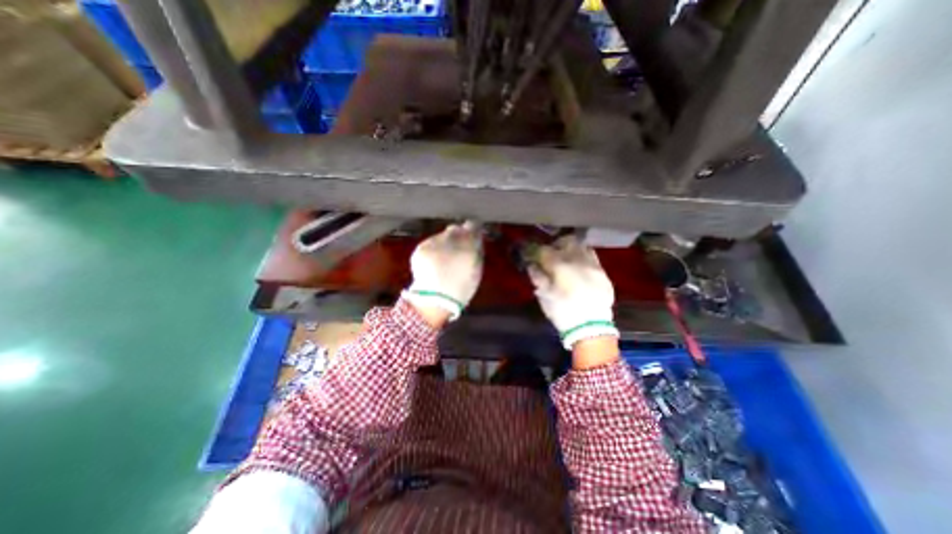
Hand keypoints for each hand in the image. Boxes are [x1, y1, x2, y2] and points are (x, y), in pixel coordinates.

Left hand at [401, 221, 484, 325]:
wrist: (434, 300)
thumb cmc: (461, 288)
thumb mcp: (476, 270)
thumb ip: (476, 250)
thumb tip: (476, 238)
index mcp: (469, 247)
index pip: (473, 226)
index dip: (473, 231)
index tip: (473, 236)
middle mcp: (451, 241)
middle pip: (456, 229)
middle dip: (458, 235)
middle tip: (458, 248)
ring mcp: (434, 243)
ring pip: (442, 235)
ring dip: (445, 242)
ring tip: (444, 259)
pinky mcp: (422, 247)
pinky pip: (431, 243)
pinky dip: (434, 249)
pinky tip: (434, 262)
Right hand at [524, 236, 622, 351]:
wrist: (591, 328)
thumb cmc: (563, 312)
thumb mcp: (544, 296)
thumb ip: (538, 277)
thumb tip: (532, 265)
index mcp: (560, 266)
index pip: (544, 250)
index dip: (536, 251)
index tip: (533, 254)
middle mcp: (578, 260)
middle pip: (566, 241)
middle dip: (557, 244)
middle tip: (551, 253)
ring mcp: (593, 265)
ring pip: (582, 246)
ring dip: (572, 249)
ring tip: (567, 258)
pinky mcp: (603, 273)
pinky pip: (592, 257)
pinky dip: (584, 257)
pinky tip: (580, 267)